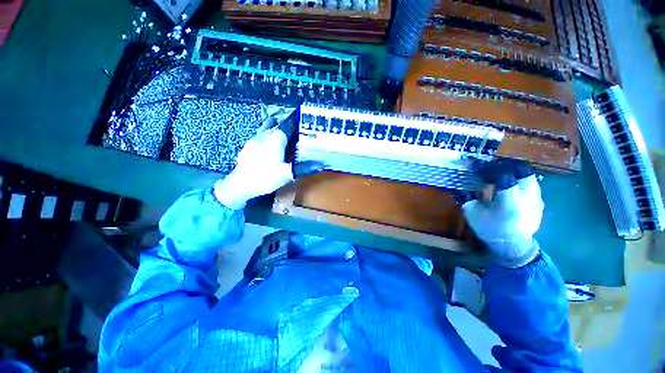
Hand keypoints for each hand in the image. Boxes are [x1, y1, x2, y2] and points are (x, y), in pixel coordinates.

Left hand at [214, 114, 292, 209]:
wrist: (240, 185)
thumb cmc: (265, 178)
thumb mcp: (286, 175)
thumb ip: (301, 167)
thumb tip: (317, 164)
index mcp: (274, 140)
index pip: (286, 126)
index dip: (294, 121)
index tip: (300, 119)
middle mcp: (263, 136)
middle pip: (275, 124)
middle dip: (284, 124)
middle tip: (293, 127)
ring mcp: (253, 140)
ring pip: (265, 128)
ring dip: (274, 127)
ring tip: (281, 132)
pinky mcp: (247, 146)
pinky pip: (259, 135)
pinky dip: (266, 135)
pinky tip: (268, 144)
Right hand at [462, 175, 543, 267]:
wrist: (512, 246)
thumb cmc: (490, 229)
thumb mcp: (473, 214)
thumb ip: (470, 197)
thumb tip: (466, 185)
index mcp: (509, 201)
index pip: (505, 176)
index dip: (492, 169)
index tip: (482, 168)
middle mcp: (528, 198)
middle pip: (523, 173)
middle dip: (509, 169)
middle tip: (496, 171)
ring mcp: (537, 201)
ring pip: (531, 179)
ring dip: (517, 176)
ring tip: (505, 179)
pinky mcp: (540, 205)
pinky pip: (534, 188)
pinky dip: (523, 185)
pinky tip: (514, 190)